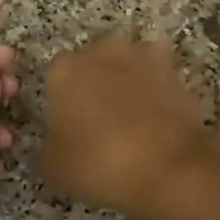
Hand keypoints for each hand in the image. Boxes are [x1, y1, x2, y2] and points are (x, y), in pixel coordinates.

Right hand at [39, 34, 211, 219]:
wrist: (170, 167)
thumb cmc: (101, 163)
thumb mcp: (54, 168)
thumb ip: (45, 148)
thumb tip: (51, 143)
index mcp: (64, 69)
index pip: (54, 77)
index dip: (61, 102)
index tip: (68, 127)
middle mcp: (101, 52)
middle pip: (90, 63)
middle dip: (93, 84)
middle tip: (98, 121)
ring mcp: (142, 56)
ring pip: (126, 65)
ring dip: (126, 82)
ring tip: (131, 118)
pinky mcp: (174, 71)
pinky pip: (156, 78)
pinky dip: (155, 91)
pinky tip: (156, 116)